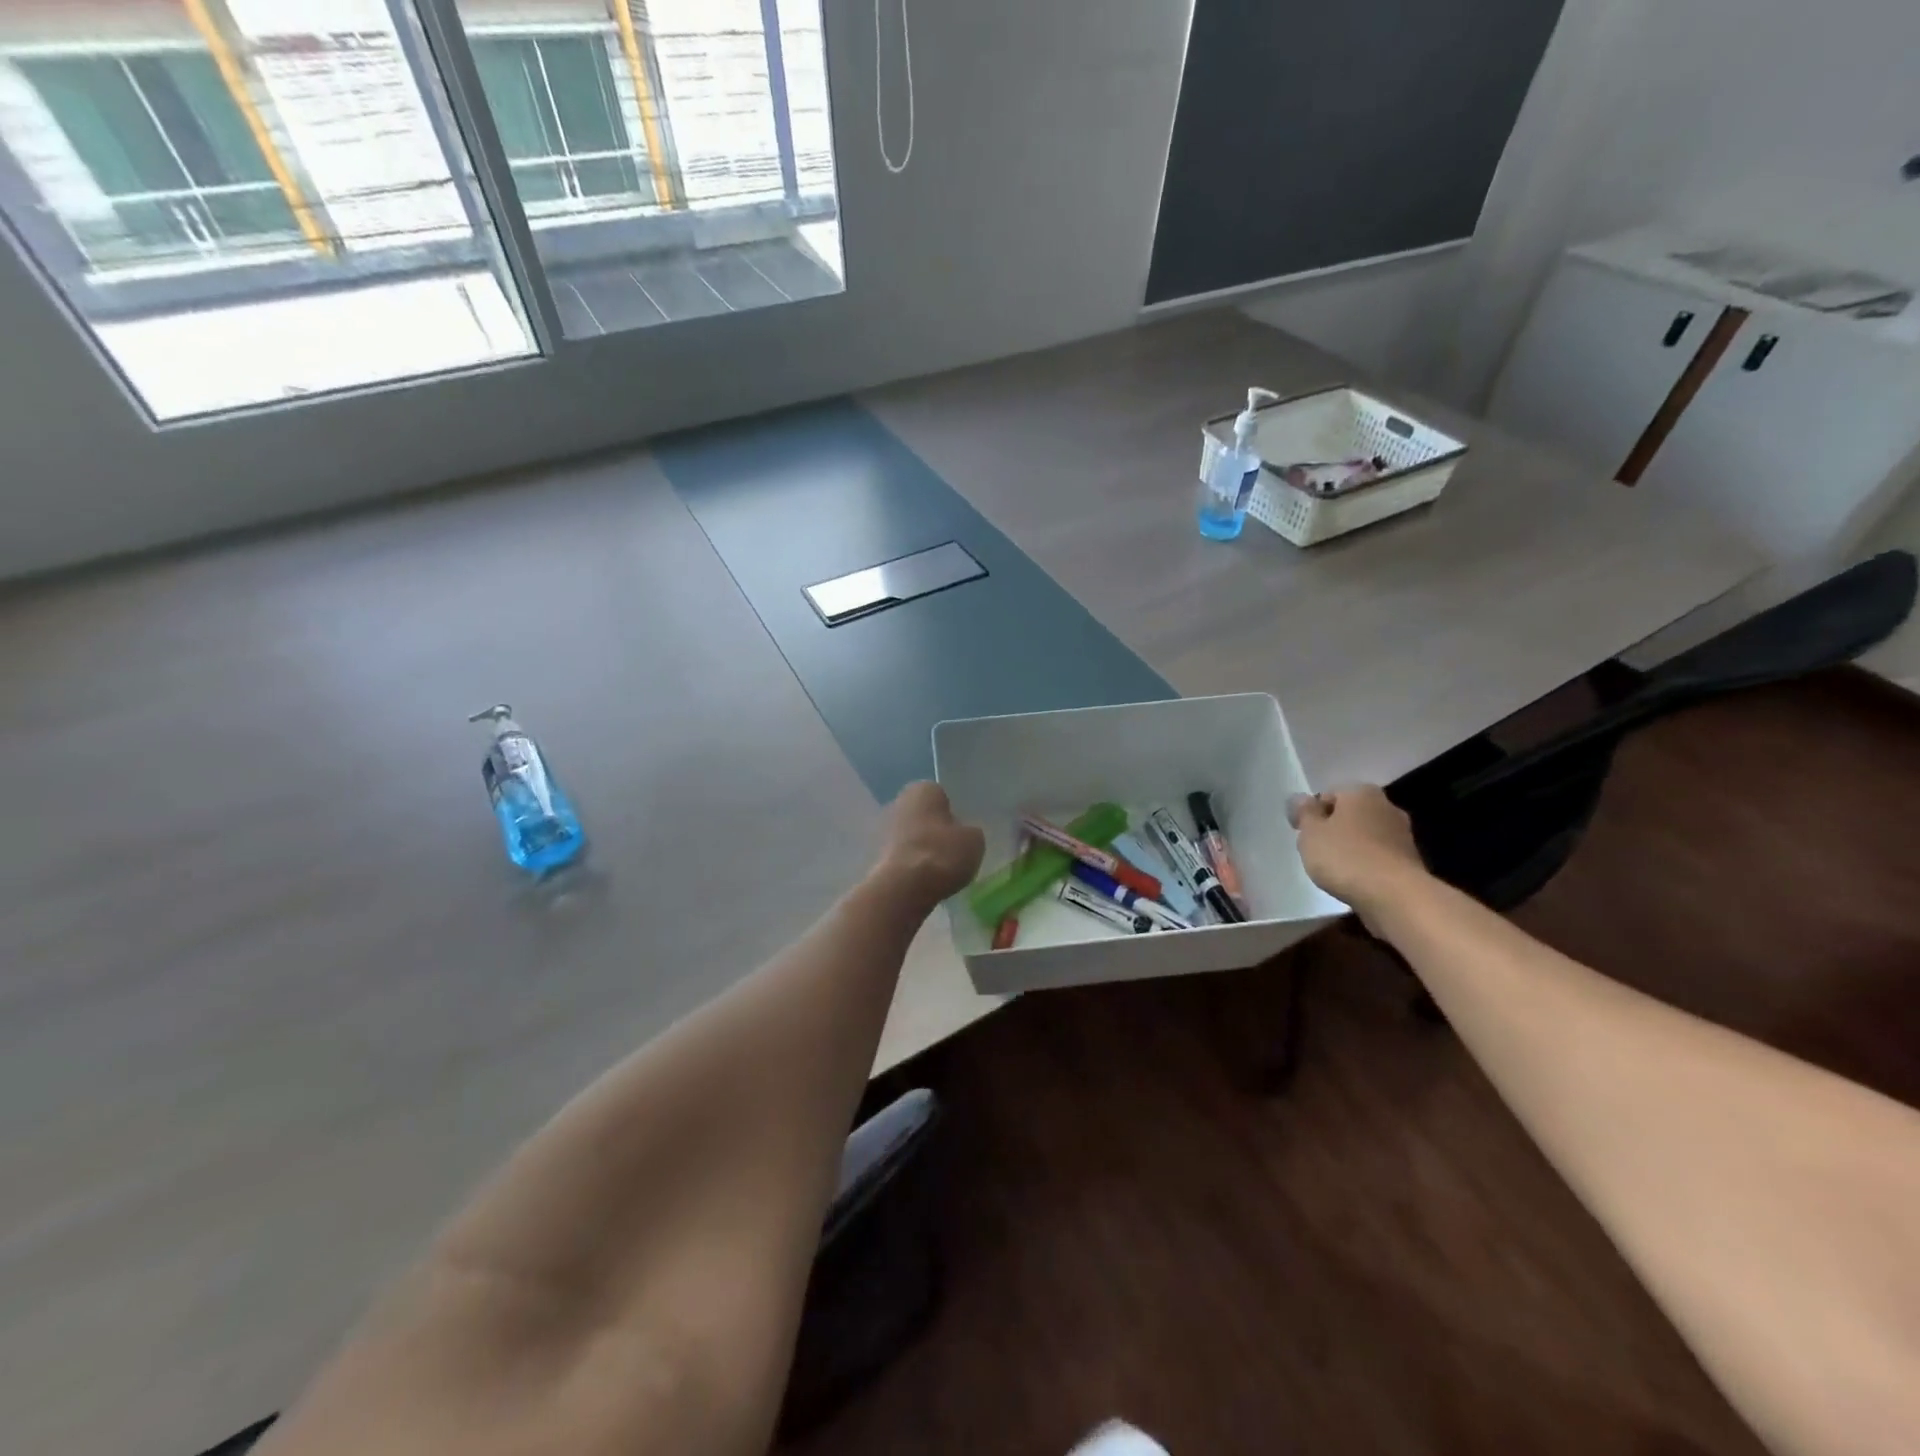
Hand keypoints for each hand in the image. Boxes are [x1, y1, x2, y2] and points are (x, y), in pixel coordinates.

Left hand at [876, 782, 985, 905]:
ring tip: (941, 869)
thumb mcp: (974, 841)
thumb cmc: (943, 853)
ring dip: (923, 848)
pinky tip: (925, 880)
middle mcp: (899, 802)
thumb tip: (963, 835)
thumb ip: (969, 832)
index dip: (952, 813)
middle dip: (935, 830)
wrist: (904, 887)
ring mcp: (884, 830)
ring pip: (912, 836)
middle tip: (952, 850)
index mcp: (923, 789)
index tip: (961, 832)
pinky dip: (912, 865)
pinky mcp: (878, 855)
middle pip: (923, 815)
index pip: (941, 795)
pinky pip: (903, 856)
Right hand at [1288, 784, 1428, 924]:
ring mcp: (1402, 834)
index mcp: (1361, 793)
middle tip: (1315, 850)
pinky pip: (1378, 856)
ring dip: (1351, 848)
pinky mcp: (1410, 861)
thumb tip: (1301, 798)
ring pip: (1366, 836)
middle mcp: (1386, 806)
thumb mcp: (1311, 833)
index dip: (1312, 813)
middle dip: (1333, 829)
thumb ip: (1304, 813)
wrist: (1394, 895)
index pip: (1329, 795)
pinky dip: (1366, 864)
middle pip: (1350, 815)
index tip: (1301, 833)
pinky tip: (1354, 880)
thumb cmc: (1345, 856)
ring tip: (1334, 869)